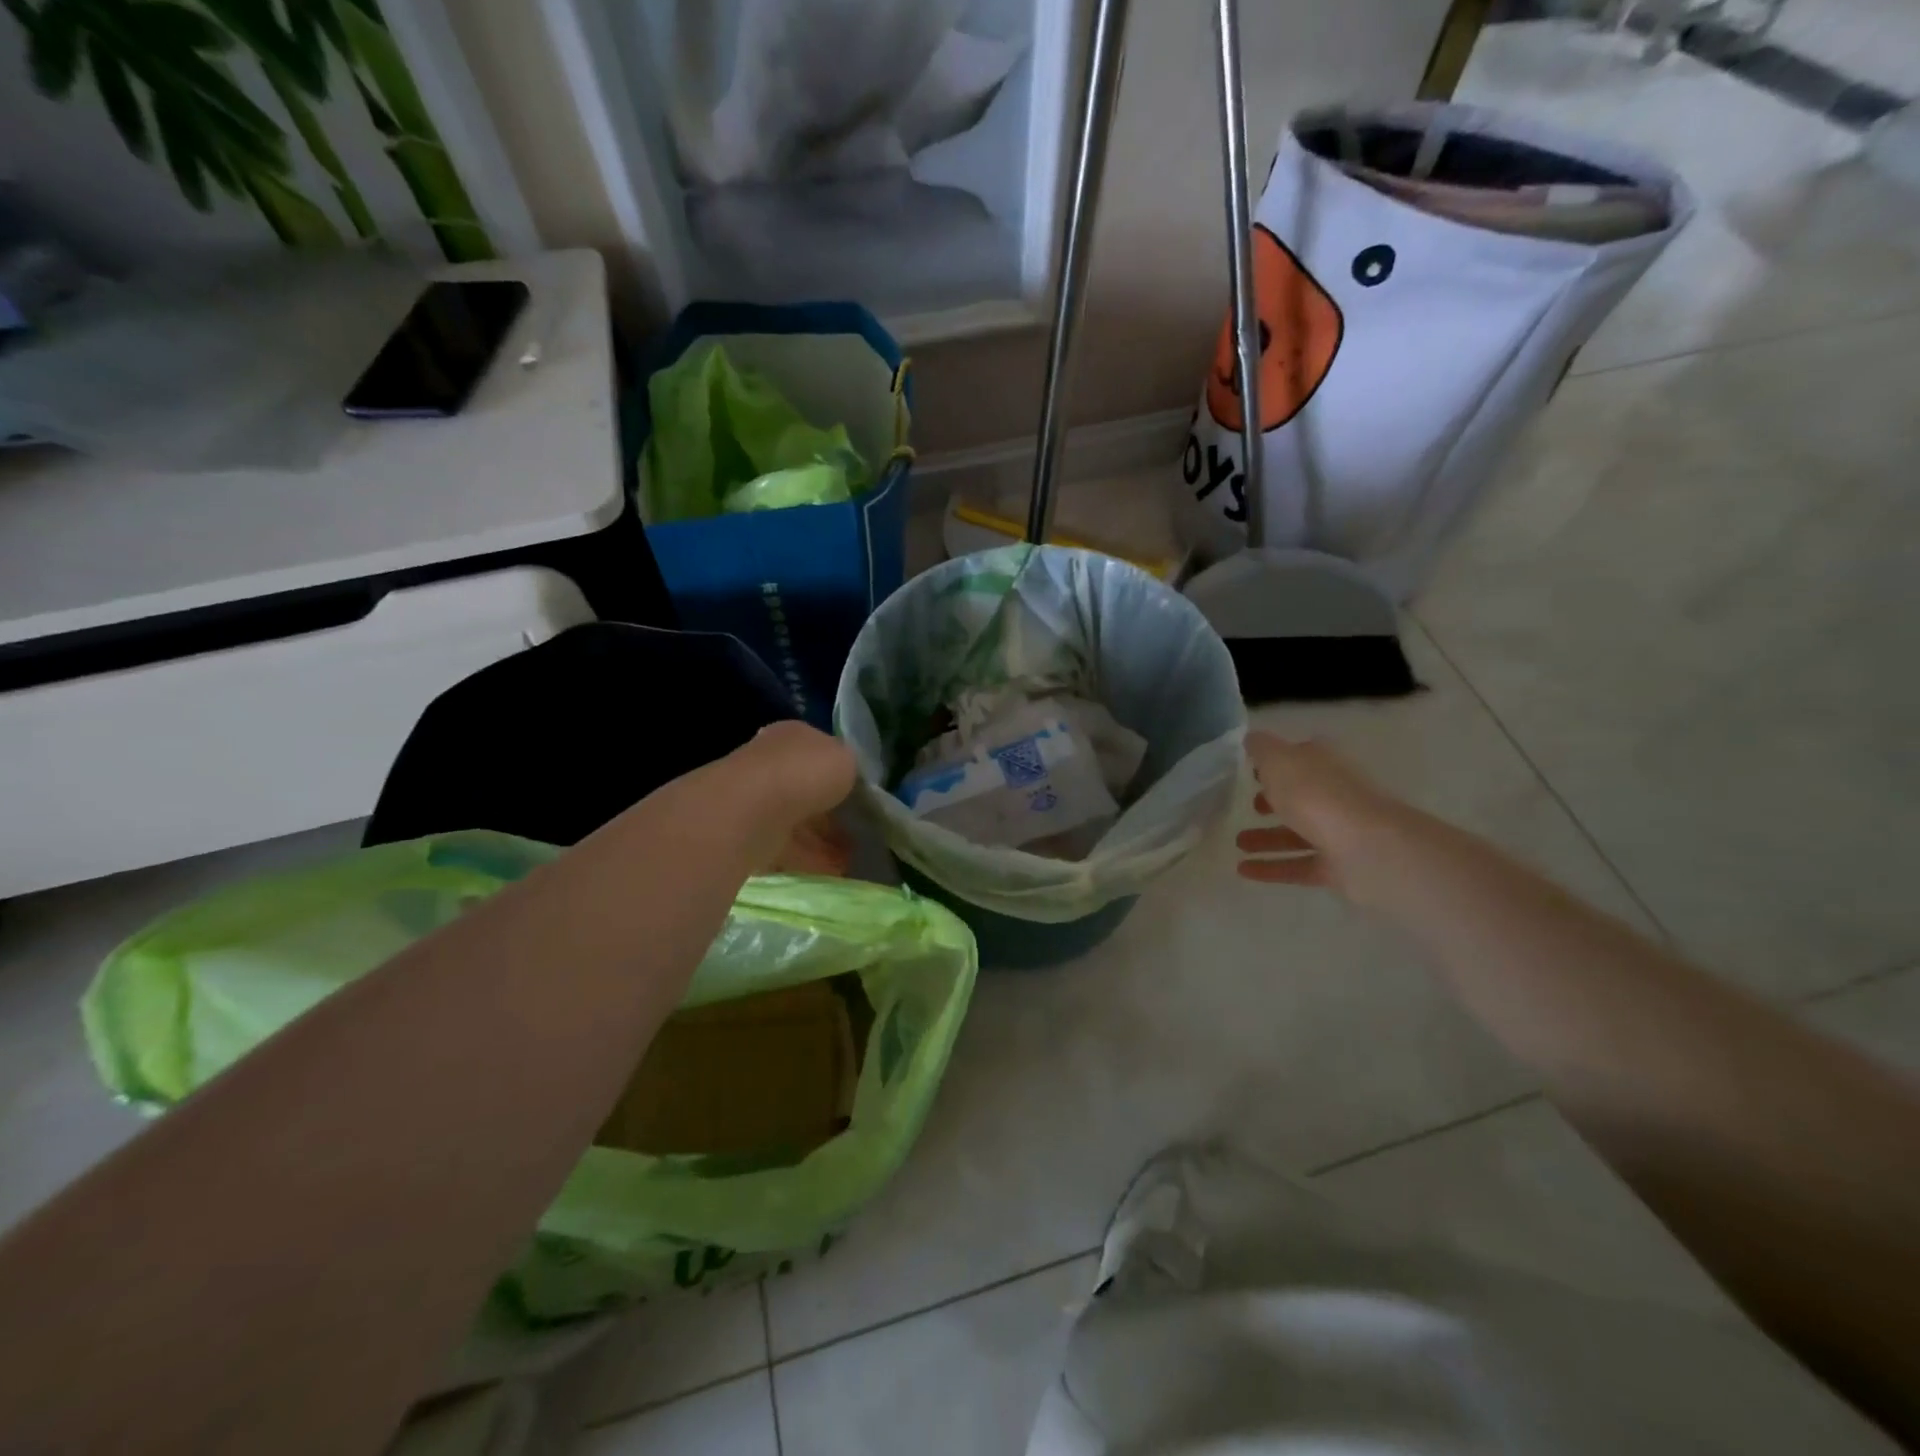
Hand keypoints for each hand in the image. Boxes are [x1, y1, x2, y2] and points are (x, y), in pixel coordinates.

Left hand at [724, 721, 859, 873]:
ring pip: (797, 822)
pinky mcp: (748, 835)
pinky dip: (809, 859)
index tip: (864, 800)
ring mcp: (757, 800)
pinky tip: (832, 871)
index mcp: (795, 737)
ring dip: (823, 840)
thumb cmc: (805, 773)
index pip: (822, 754)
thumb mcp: (847, 759)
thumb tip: (850, 782)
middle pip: (808, 791)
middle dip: (833, 814)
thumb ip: (851, 769)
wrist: (753, 809)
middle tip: (860, 833)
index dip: (844, 777)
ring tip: (851, 859)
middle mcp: (772, 763)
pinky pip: (786, 848)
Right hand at [1235, 733, 1403, 900]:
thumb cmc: (1316, 794)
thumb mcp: (1279, 760)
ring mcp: (1339, 832)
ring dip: (1266, 837)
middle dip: (1274, 800)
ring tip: (1237, 843)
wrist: (1367, 848)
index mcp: (1324, 764)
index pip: (1299, 757)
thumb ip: (1262, 748)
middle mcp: (1334, 794)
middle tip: (1248, 806)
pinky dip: (1271, 868)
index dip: (1275, 762)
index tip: (1250, 771)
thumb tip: (1252, 739)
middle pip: (1301, 795)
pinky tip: (1243, 870)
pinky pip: (1298, 866)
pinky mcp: (1338, 867)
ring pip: (1297, 833)